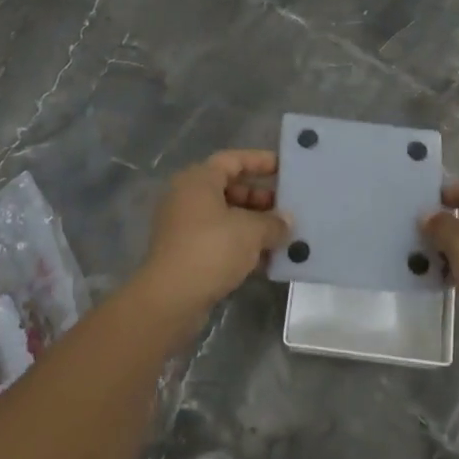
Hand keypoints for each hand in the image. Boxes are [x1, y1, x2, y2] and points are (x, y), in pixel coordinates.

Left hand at [134, 150, 291, 318]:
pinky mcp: (186, 253)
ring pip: (226, 217)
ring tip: (283, 235)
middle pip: (230, 188)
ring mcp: (184, 227)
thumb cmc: (211, 249)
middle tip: (287, 208)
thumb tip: (287, 221)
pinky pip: (219, 240)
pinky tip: (267, 259)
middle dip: (261, 198)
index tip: (285, 169)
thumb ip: (273, 222)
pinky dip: (241, 245)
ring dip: (254, 224)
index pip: (233, 160)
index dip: (260, 161)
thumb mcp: (251, 231)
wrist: (171, 298)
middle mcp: (187, 197)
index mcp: (198, 180)